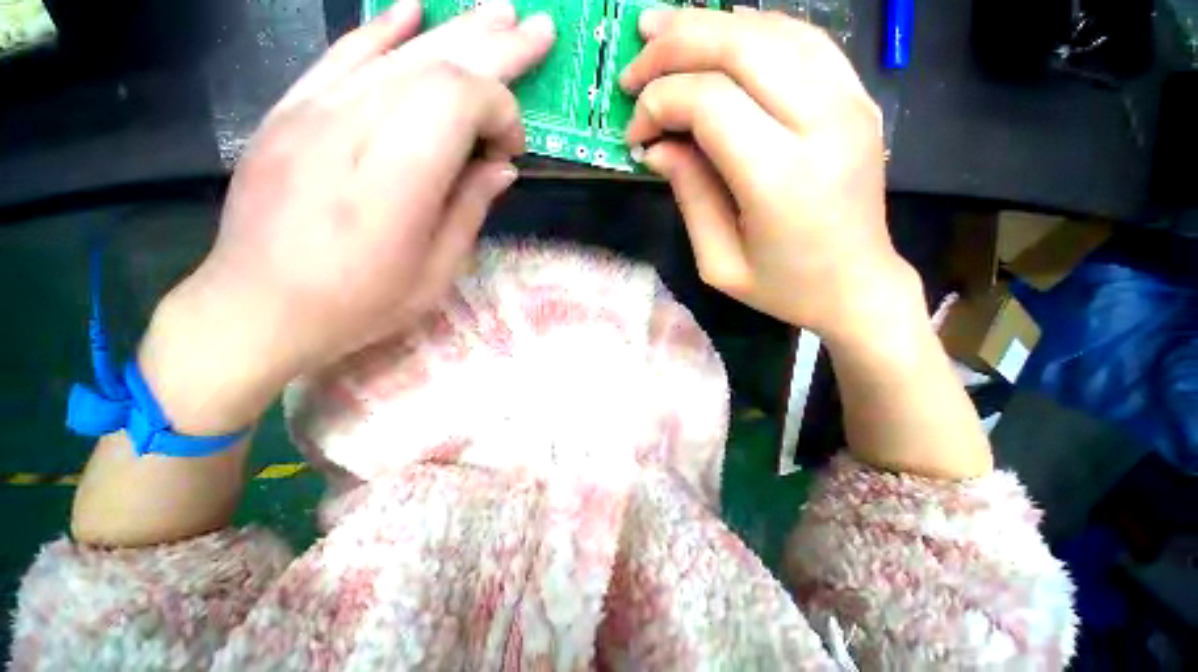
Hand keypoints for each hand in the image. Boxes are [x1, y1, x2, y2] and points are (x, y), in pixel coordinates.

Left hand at [140, 0, 554, 433]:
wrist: (255, 307)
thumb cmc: (358, 305)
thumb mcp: (435, 274)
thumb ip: (469, 211)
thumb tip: (501, 168)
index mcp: (396, 179)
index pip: (459, 102)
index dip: (501, 114)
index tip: (510, 153)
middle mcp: (353, 127)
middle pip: (435, 64)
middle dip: (495, 47)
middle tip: (539, 31)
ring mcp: (313, 112)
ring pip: (396, 52)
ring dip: (454, 30)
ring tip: (498, 12)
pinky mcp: (290, 112)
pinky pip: (341, 57)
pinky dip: (380, 31)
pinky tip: (410, 12)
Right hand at [621, 8, 918, 339]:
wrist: (856, 286)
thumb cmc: (782, 288)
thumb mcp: (718, 261)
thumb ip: (688, 196)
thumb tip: (656, 147)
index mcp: (781, 178)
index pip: (710, 102)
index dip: (661, 104)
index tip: (635, 133)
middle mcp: (823, 124)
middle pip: (740, 47)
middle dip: (675, 47)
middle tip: (634, 65)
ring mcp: (850, 102)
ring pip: (771, 30)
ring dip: (709, 25)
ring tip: (662, 32)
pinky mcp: (857, 97)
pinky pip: (801, 39)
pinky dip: (751, 30)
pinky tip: (718, 39)